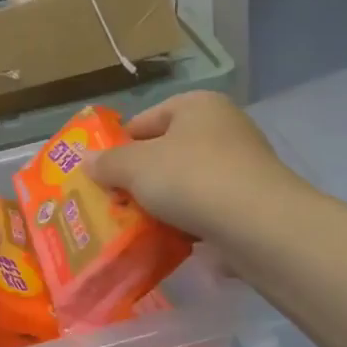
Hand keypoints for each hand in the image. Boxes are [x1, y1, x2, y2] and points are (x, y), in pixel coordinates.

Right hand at [89, 92, 312, 242]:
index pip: (145, 120)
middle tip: (115, 203)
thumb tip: (87, 159)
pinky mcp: (252, 201)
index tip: (101, 175)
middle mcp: (224, 127)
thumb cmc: (191, 179)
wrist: (259, 225)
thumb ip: (107, 162)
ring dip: (162, 203)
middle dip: (139, 179)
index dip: (119, 146)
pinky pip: (207, 208)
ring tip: (137, 226)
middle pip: (166, 152)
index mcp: (197, 105)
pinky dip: (188, 222)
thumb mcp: (135, 167)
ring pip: (186, 183)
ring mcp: (242, 165)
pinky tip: (170, 240)